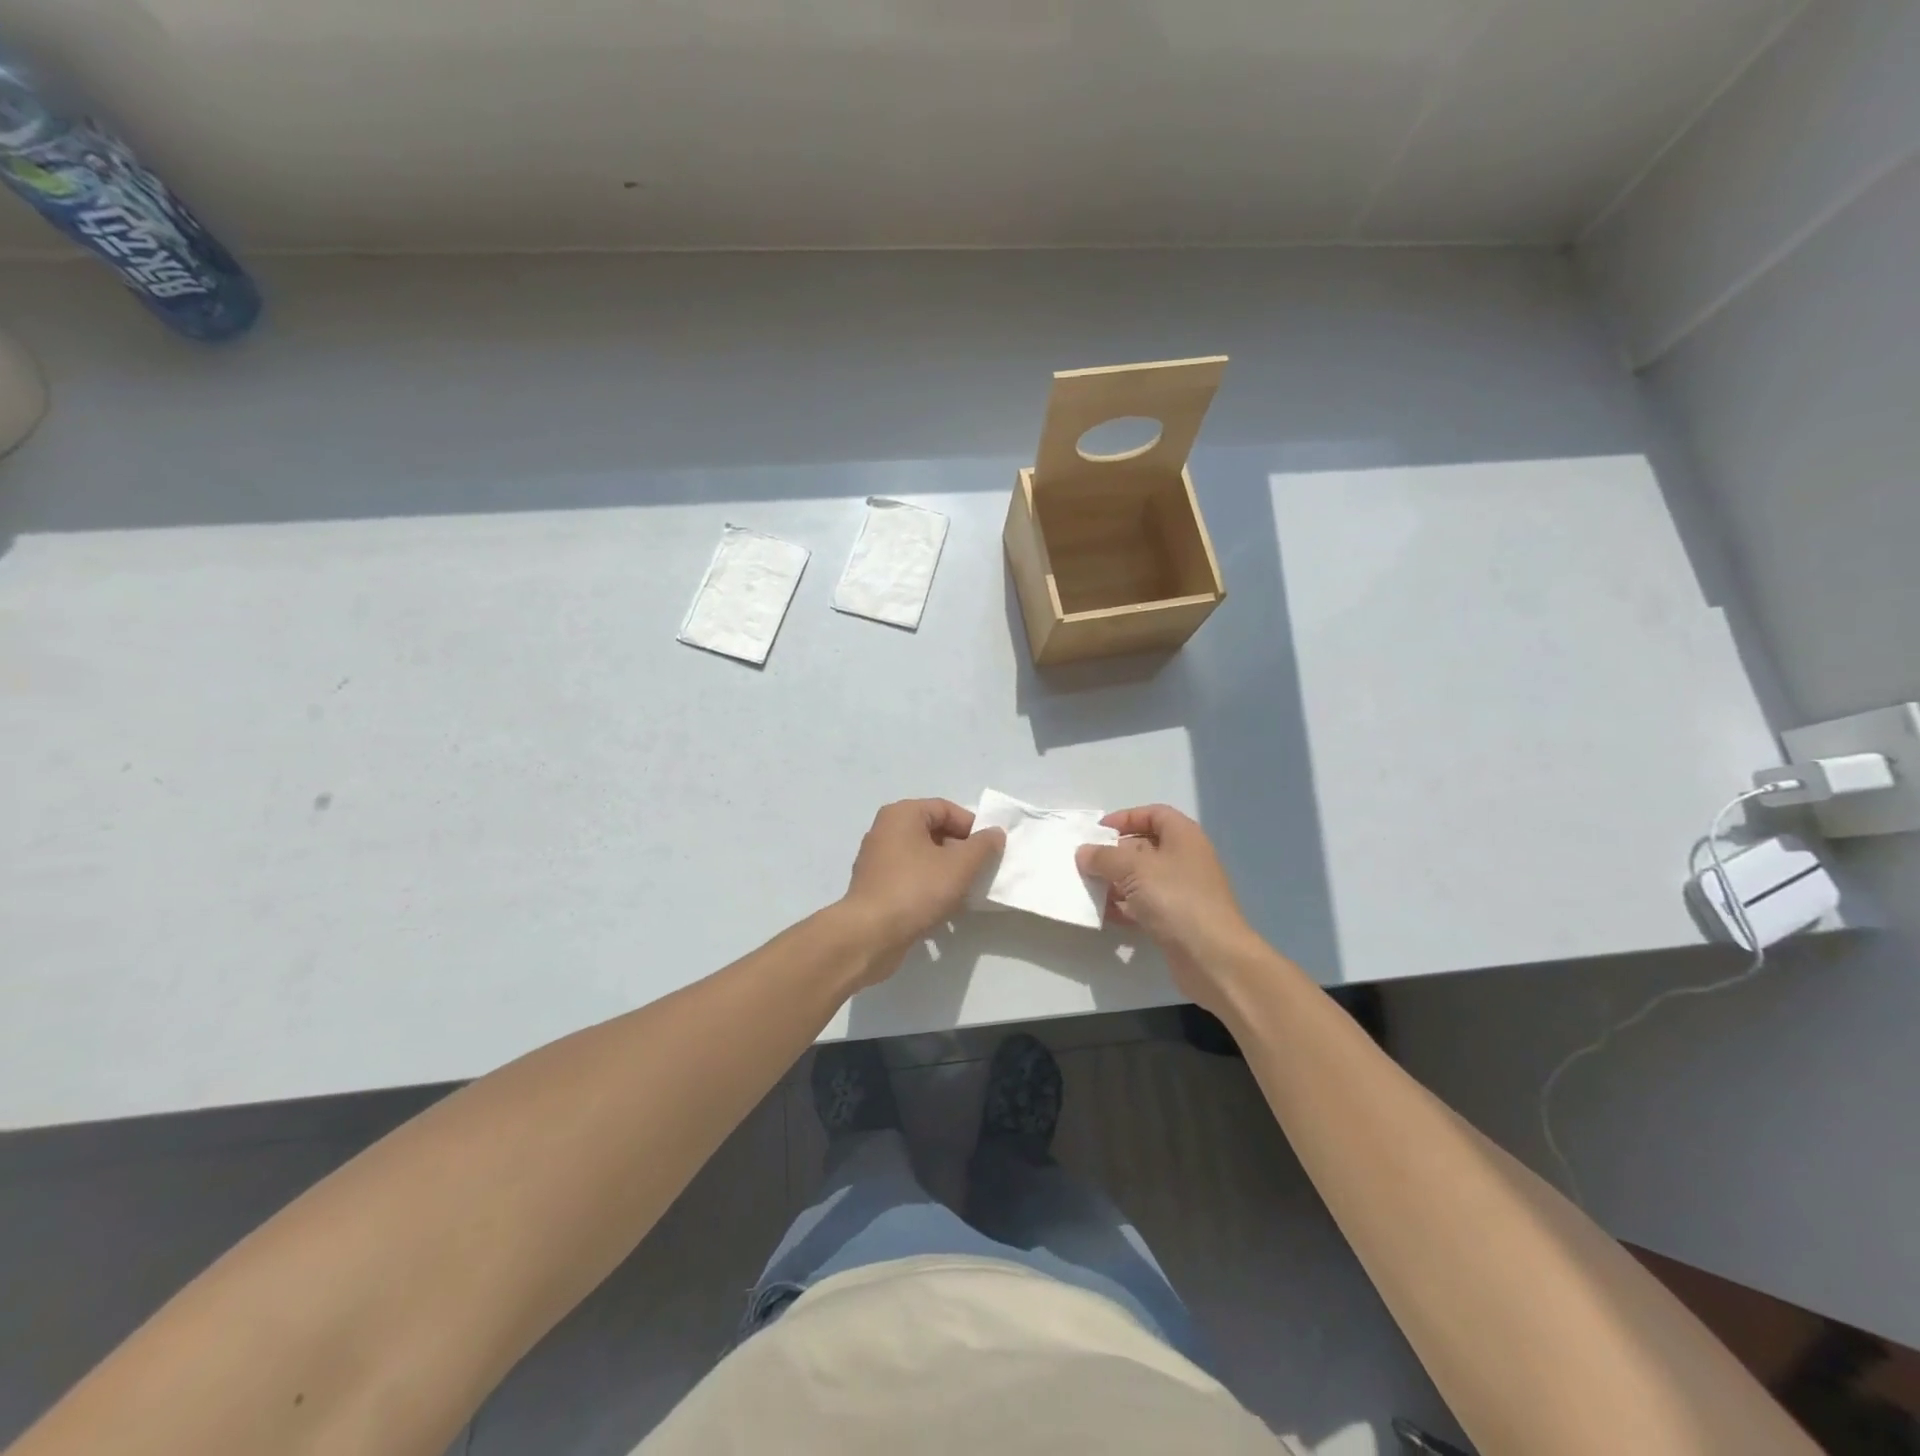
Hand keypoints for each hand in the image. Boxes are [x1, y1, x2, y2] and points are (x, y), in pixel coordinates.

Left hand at [841, 799, 1004, 968]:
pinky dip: (928, 885)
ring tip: (965, 891)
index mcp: (901, 814)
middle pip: (933, 831)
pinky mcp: (874, 886)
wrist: (871, 934)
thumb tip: (995, 832)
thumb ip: (983, 846)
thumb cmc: (917, 889)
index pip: (945, 808)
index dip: (972, 826)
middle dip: (960, 850)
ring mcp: (876, 859)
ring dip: (946, 870)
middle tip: (979, 871)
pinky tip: (943, 905)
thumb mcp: (960, 865)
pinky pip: (909, 876)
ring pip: (922, 856)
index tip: (989, 850)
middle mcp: (885, 830)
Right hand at [1077, 805, 1261, 1006]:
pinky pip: (1144, 905)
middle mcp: (1185, 859)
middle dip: (1114, 854)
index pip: (1154, 814)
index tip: (1098, 832)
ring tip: (1088, 889)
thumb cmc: (1176, 899)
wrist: (1212, 957)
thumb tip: (1083, 852)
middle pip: (1144, 847)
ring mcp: (1182, 891)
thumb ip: (1104, 857)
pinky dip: (1124, 907)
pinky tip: (1104, 914)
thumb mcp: (1134, 869)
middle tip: (1086, 863)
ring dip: (1115, 882)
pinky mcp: (1176, 919)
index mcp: (1183, 837)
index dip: (1126, 818)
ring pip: (1142, 878)